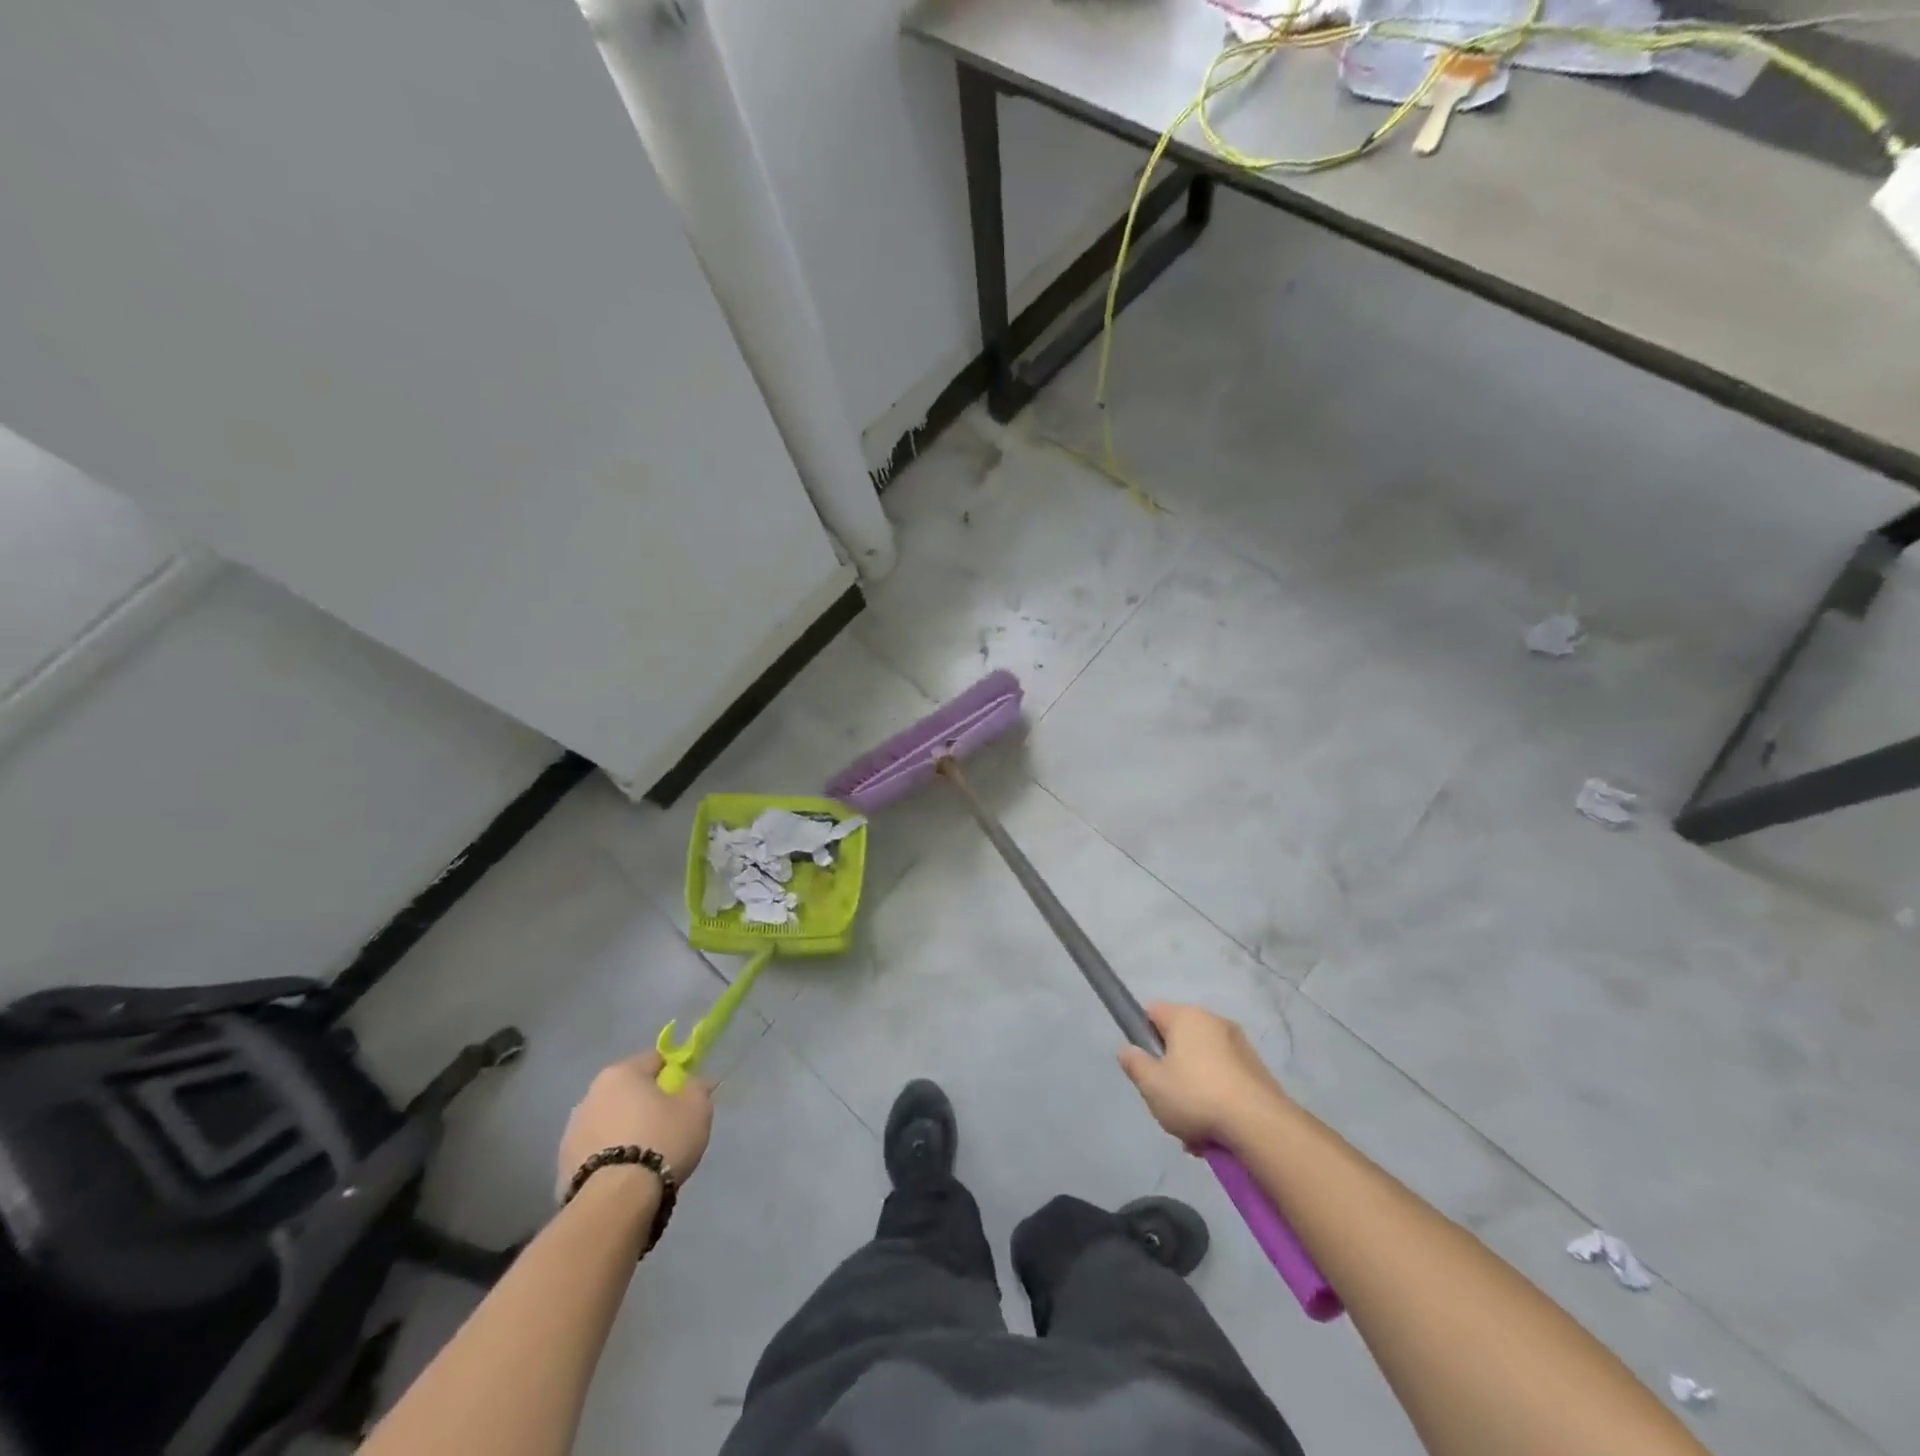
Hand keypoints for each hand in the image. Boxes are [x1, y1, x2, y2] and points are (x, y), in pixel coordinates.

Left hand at [556, 1051, 713, 1196]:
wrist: (616, 1200)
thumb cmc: (661, 1140)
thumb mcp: (697, 1107)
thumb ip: (697, 1087)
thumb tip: (693, 1082)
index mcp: (621, 1072)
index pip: (654, 1060)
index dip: (673, 1075)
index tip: (684, 1096)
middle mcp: (590, 1094)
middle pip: (627, 1092)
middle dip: (645, 1105)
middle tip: (667, 1127)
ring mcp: (571, 1131)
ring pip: (609, 1122)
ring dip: (623, 1131)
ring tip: (644, 1158)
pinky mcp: (561, 1166)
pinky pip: (595, 1152)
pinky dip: (609, 1158)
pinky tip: (625, 1177)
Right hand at [1118, 1002, 1288, 1147]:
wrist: (1260, 1125)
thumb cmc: (1196, 1096)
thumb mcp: (1151, 1084)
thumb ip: (1134, 1063)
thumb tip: (1127, 1050)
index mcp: (1186, 1016)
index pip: (1152, 1012)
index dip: (1142, 1035)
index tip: (1144, 1065)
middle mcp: (1214, 1022)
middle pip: (1179, 1042)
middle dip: (1171, 1071)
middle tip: (1166, 1101)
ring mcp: (1239, 1045)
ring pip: (1203, 1065)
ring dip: (1194, 1091)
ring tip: (1192, 1129)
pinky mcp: (1258, 1071)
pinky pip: (1225, 1080)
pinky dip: (1217, 1100)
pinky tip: (1214, 1132)